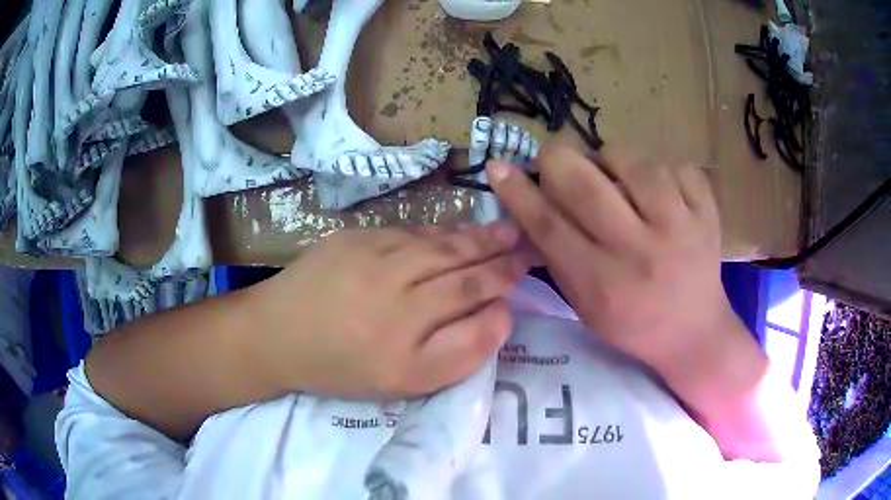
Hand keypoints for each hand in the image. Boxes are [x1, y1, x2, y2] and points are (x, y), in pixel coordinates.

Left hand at [247, 225, 530, 398]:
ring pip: (442, 247)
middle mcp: (396, 302)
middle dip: (502, 260)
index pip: (475, 313)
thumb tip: (499, 313)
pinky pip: (413, 233)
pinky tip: (459, 232)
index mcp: (407, 351)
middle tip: (528, 247)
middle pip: (464, 274)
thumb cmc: (342, 366)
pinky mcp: (357, 238)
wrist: (278, 334)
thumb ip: (458, 353)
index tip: (523, 281)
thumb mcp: (404, 381)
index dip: (504, 294)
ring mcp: (375, 262)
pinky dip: (443, 232)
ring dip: (480, 239)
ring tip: (506, 232)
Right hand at [487, 147, 751, 382]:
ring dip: (611, 160)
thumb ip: (557, 257)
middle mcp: (641, 252)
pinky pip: (674, 164)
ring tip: (613, 177)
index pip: (549, 225)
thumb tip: (527, 202)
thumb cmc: (633, 324)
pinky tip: (658, 191)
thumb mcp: (586, 305)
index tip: (498, 167)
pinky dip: (659, 169)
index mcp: (604, 284)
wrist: (694, 333)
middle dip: (558, 159)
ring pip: (632, 161)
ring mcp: (682, 227)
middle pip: (585, 183)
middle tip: (555, 161)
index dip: (518, 191)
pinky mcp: (707, 212)